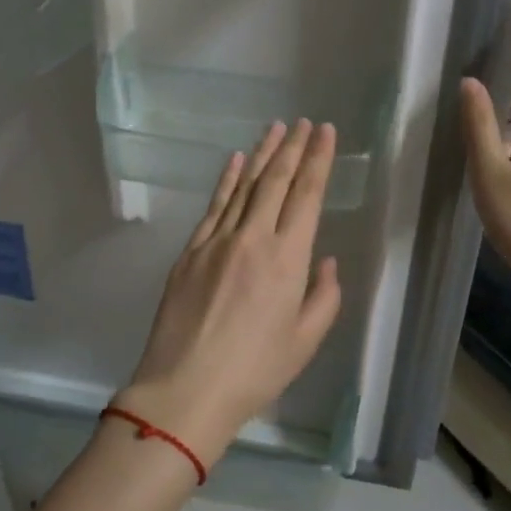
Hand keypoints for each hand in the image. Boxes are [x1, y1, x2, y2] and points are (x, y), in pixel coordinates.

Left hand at [114, 119, 342, 468]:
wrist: (185, 387)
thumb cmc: (254, 372)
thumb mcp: (304, 342)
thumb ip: (322, 297)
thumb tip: (324, 262)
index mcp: (287, 260)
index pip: (306, 196)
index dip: (318, 161)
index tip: (325, 133)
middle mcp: (252, 239)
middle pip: (275, 182)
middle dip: (293, 148)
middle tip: (304, 122)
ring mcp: (215, 241)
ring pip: (243, 187)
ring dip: (261, 155)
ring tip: (275, 129)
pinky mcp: (189, 252)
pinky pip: (213, 206)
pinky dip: (226, 180)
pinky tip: (235, 161)